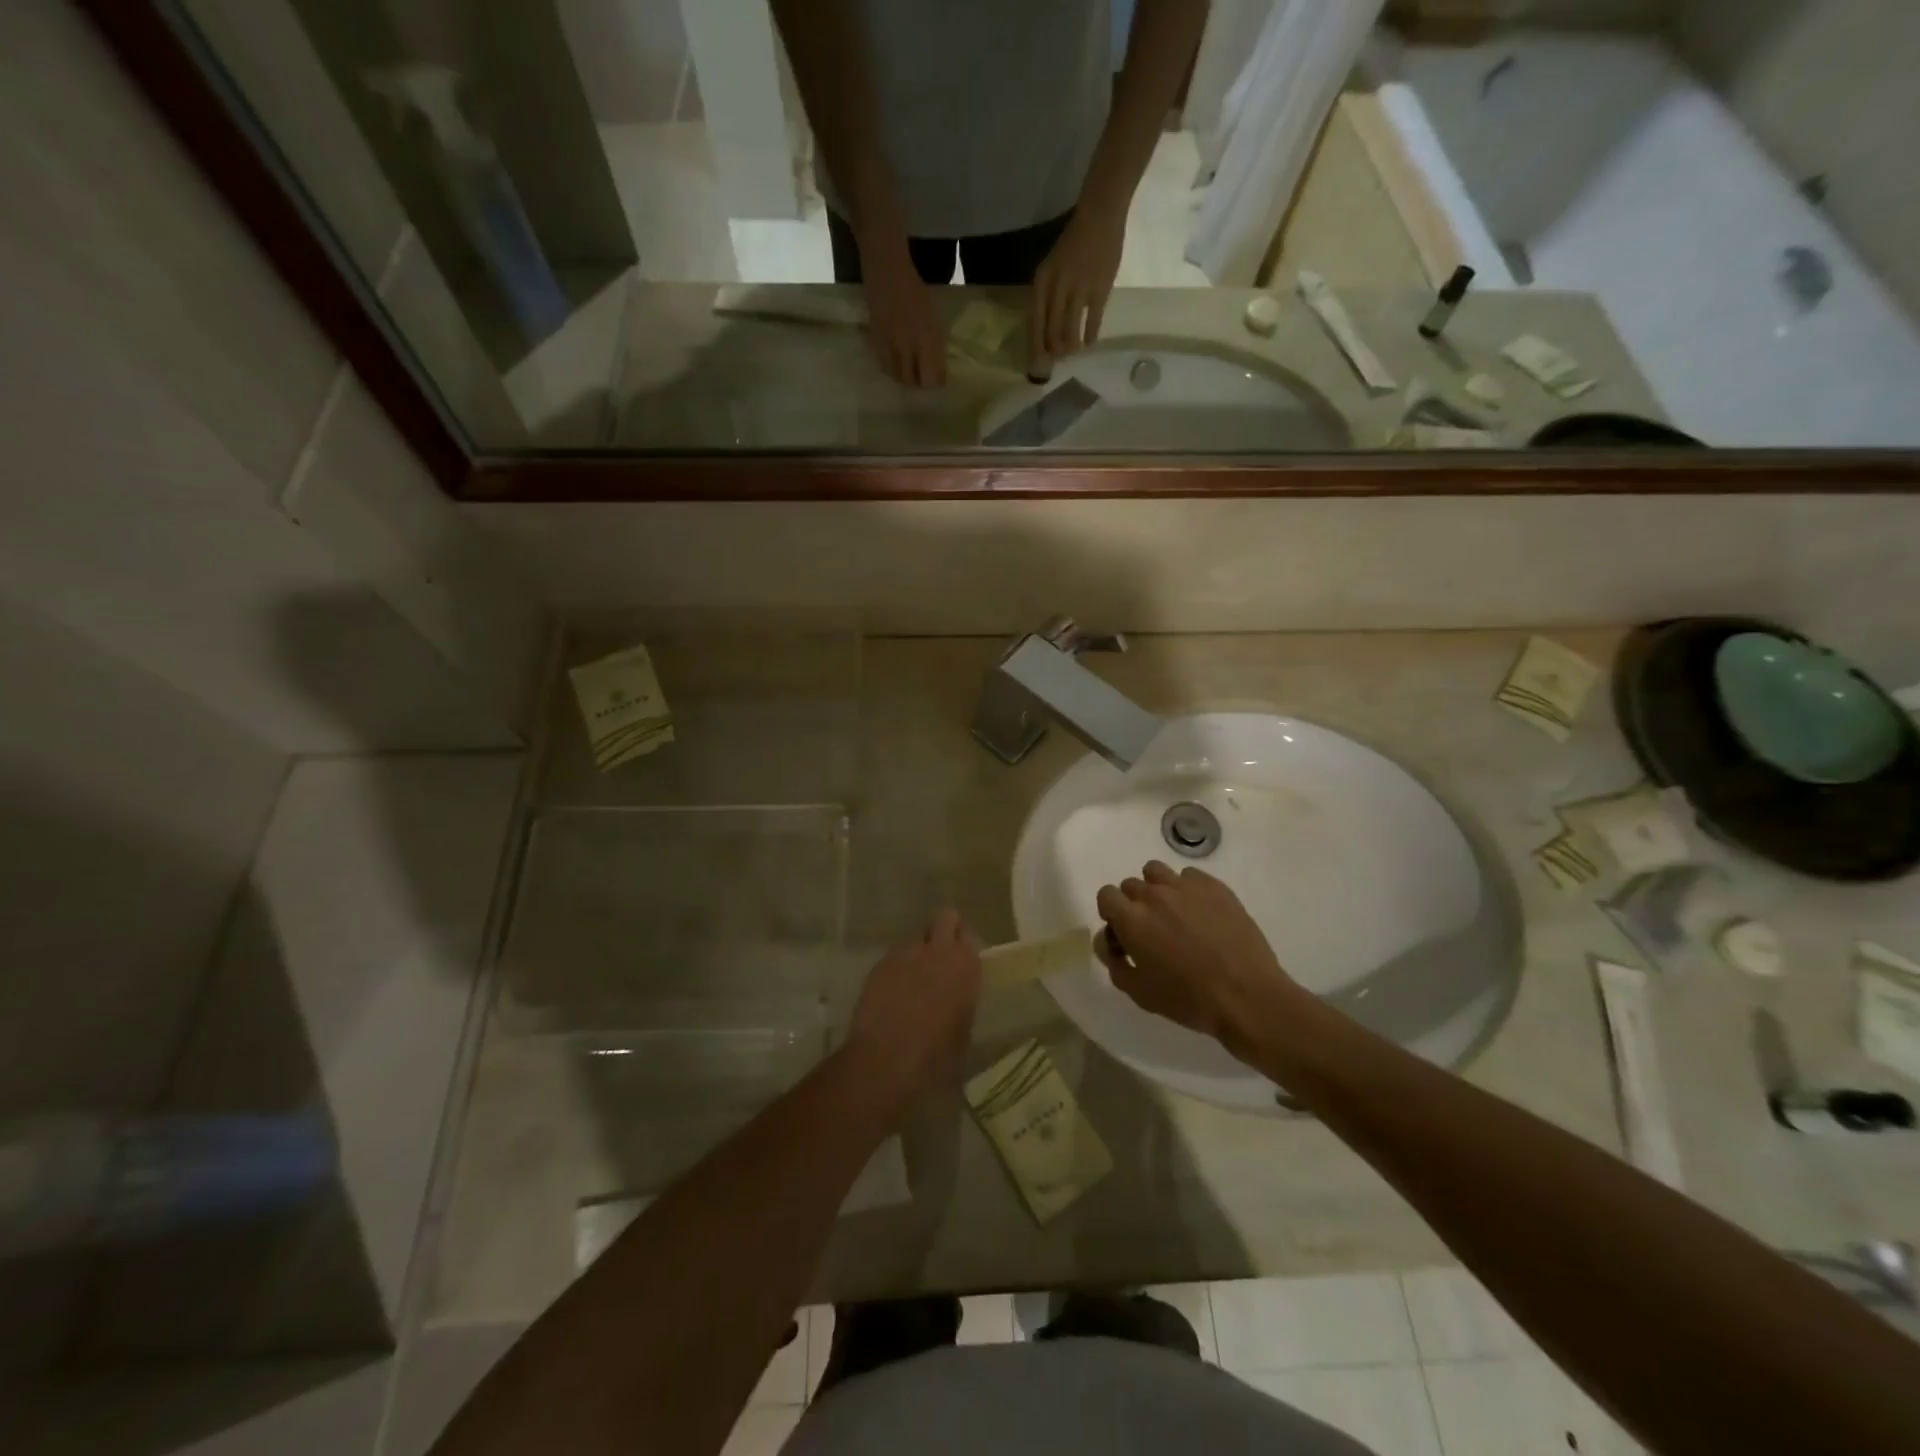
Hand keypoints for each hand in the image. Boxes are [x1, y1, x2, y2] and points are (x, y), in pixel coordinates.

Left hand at [845, 908, 981, 1098]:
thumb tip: (956, 998)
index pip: (968, 934)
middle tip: (941, 955)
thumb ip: (963, 1001)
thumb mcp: (963, 1031)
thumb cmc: (937, 1054)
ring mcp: (906, 953)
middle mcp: (938, 950)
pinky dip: (896, 969)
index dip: (963, 945)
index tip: (960, 960)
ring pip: (915, 938)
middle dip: (944, 929)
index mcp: (965, 964)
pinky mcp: (880, 964)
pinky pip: (894, 957)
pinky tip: (892, 993)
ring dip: (918, 952)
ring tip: (913, 979)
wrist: (887, 1059)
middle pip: (945, 917)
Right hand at [862, 243, 947, 387]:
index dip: (937, 383)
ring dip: (905, 379)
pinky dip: (892, 370)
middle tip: (923, 380)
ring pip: (898, 377)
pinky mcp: (876, 341)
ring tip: (909, 375)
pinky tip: (895, 365)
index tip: (939, 382)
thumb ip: (936, 344)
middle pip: (914, 381)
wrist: (887, 270)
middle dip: (920, 384)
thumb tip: (939, 368)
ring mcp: (891, 344)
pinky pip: (884, 365)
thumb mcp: (933, 317)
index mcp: (928, 338)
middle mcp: (910, 346)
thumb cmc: (915, 290)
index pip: (933, 375)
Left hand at [1029, 199, 1125, 367]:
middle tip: (1057, 360)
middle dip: (1053, 350)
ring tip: (1073, 352)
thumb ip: (1048, 295)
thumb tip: (1047, 329)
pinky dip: (1090, 335)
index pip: (1035, 321)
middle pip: (1051, 329)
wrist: (1100, 218)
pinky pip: (1092, 321)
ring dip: (1071, 346)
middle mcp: (1057, 287)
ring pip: (1070, 329)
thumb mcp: (1051, 267)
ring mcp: (1079, 289)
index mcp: (1042, 281)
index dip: (1035, 345)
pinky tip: (1089, 342)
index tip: (1037, 362)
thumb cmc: (1073, 244)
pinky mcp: (1100, 289)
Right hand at [1094, 861, 1301, 1061]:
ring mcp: (1186, 887)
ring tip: (1173, 914)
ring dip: (1157, 889)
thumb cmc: (1189, 999)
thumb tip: (1108, 943)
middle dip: (1134, 904)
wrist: (1247, 996)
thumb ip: (1114, 963)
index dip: (1111, 912)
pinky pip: (1190, 877)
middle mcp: (1154, 895)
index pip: (1106, 895)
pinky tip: (1201, 913)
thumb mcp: (1139, 992)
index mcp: (1132, 919)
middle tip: (1151, 929)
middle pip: (1131, 885)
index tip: (1123, 931)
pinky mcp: (1214, 886)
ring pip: (1157, 872)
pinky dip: (1188, 890)